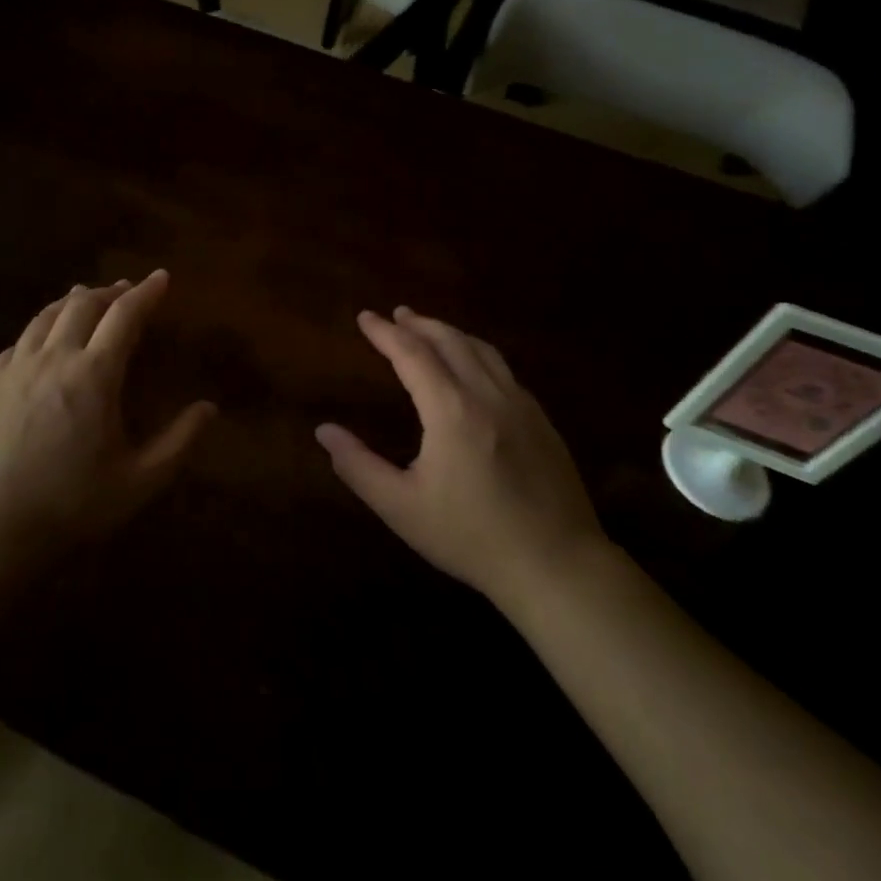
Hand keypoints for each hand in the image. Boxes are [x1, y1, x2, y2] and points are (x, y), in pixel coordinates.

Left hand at [0, 270, 214, 560]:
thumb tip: (209, 408)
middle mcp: (54, 357)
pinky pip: (21, 338)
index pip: (125, 315)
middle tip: (127, 290)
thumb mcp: (138, 481)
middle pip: (83, 304)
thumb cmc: (68, 505)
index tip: (161, 277)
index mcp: (94, 374)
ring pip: (47, 315)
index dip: (146, 292)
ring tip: (88, 298)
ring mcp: (15, 367)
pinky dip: (43, 325)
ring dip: (74, 300)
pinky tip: (44, 338)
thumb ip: (178, 442)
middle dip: (111, 291)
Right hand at [316, 307, 607, 607]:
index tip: (365, 317)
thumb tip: (324, 431)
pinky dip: (478, 353)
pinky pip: (504, 369)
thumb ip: (358, 466)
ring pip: (482, 350)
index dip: (385, 333)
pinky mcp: (542, 421)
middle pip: (450, 341)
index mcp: (451, 410)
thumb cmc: (471, 537)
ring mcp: (521, 405)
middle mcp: (488, 394)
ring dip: (451, 333)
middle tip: (396, 315)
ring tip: (429, 329)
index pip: (412, 354)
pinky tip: (474, 367)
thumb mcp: (402, 507)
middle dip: (419, 324)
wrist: (556, 565)